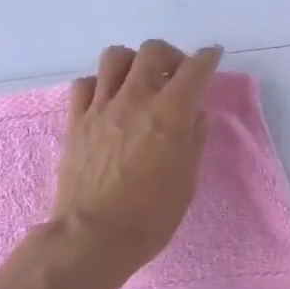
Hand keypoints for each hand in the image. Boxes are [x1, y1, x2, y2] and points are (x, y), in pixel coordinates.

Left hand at [50, 41, 222, 288]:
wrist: (94, 236)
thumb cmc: (151, 217)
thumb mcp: (186, 183)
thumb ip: (194, 142)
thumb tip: (200, 114)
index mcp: (170, 114)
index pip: (194, 70)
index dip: (208, 58)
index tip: (213, 56)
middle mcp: (135, 100)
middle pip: (152, 51)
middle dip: (170, 55)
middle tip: (176, 74)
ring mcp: (101, 108)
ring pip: (115, 57)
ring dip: (133, 62)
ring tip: (139, 81)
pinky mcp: (76, 121)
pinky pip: (84, 84)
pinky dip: (99, 83)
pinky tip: (107, 100)